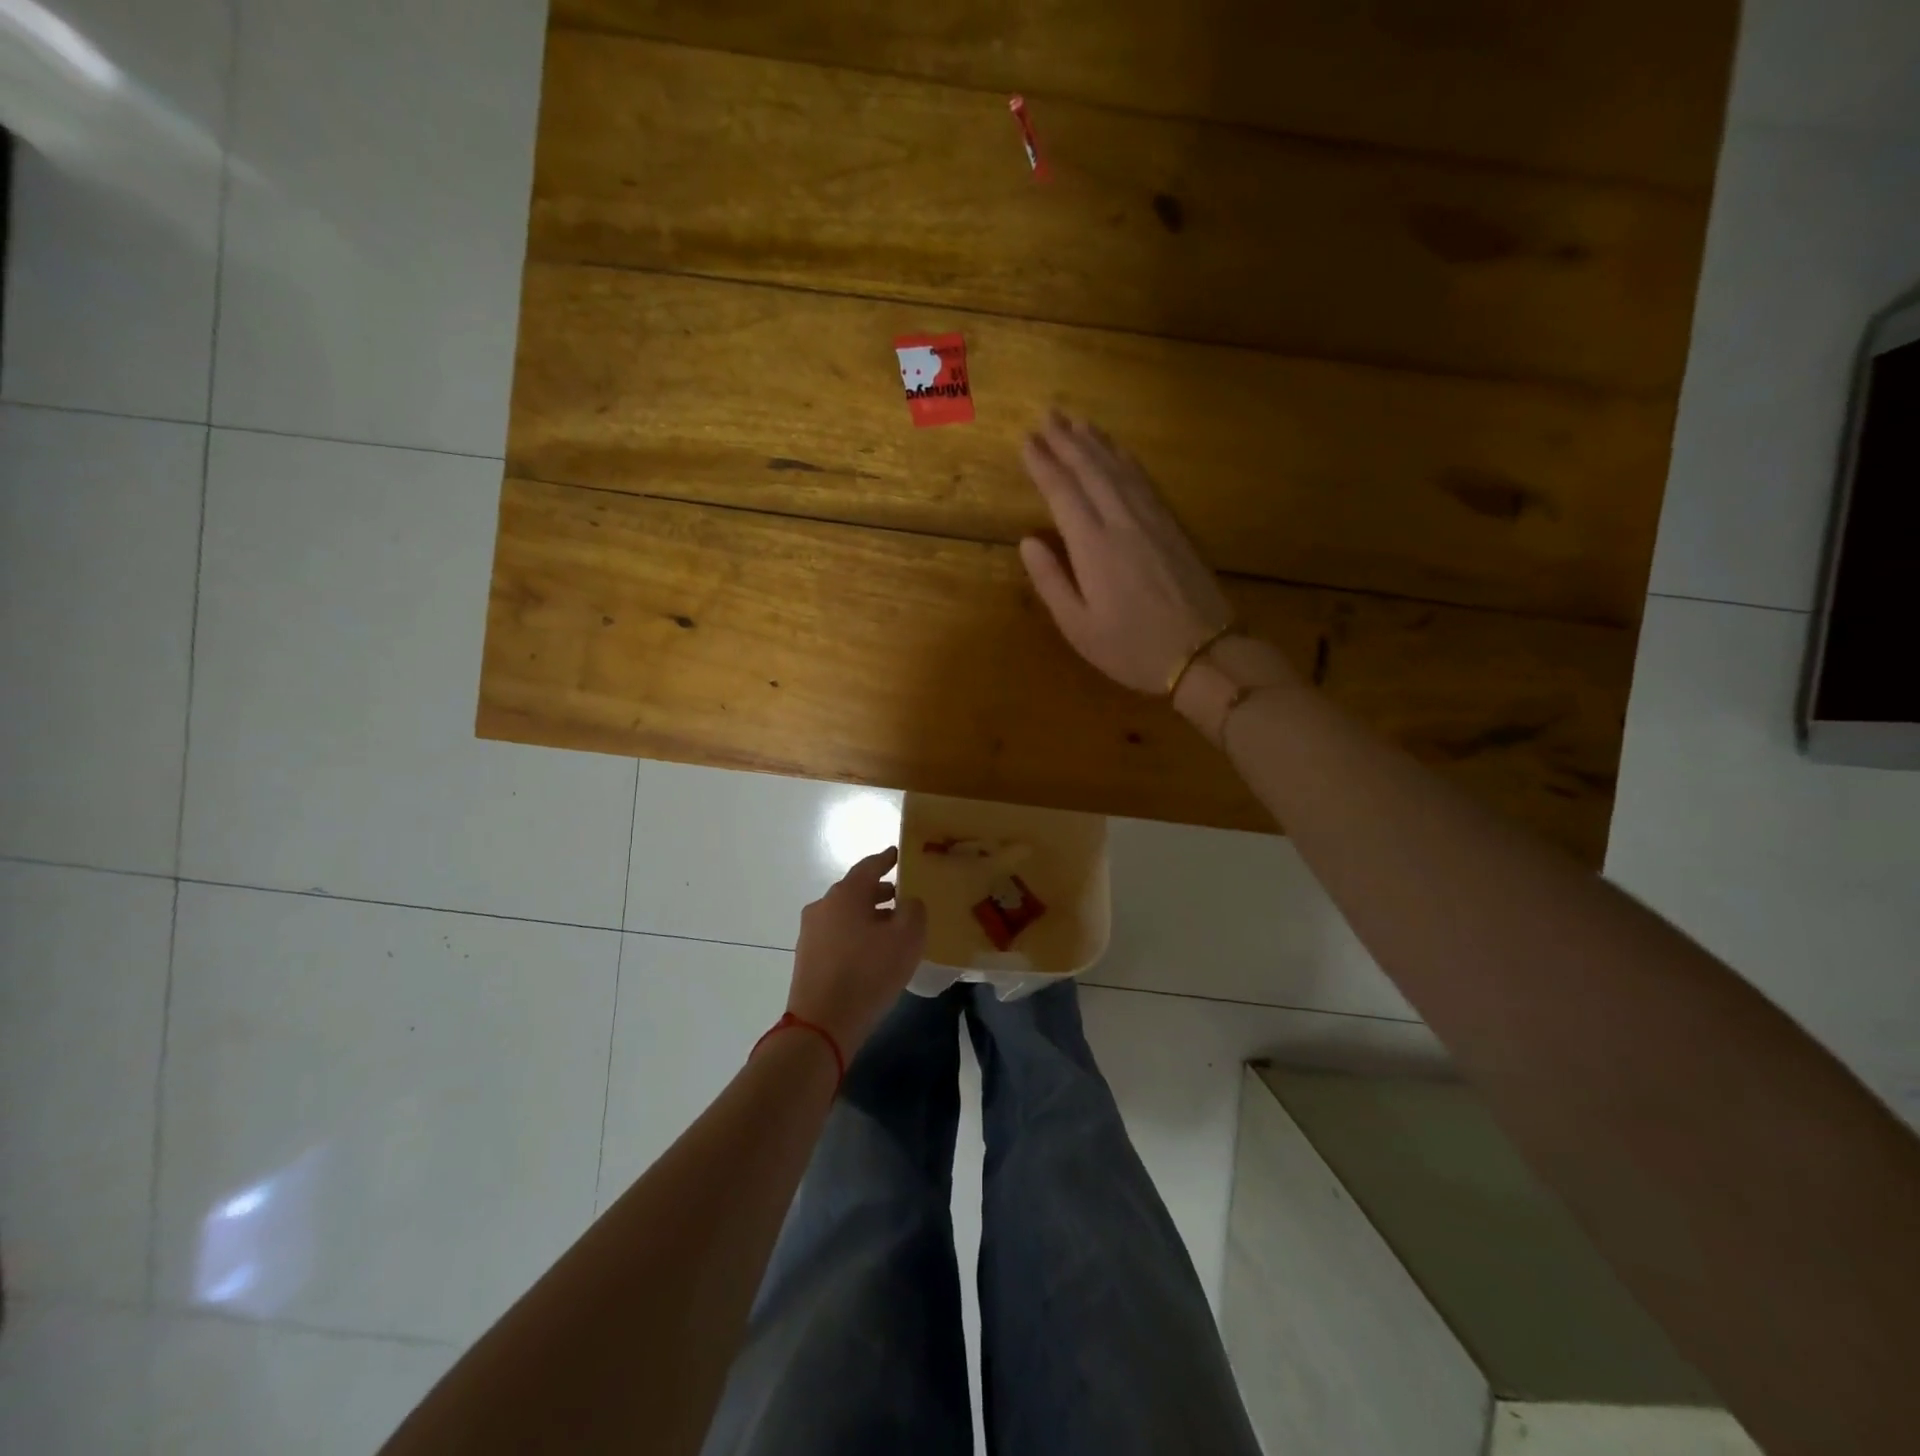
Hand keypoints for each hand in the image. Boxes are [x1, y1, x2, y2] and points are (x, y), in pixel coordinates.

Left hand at [788, 847, 927, 1058]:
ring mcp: (811, 932)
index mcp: (845, 894)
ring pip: (845, 914)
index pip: (869, 866)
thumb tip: (908, 901)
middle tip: (902, 896)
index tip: (898, 854)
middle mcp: (823, 906)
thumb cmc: (869, 973)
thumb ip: (913, 909)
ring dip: (868, 915)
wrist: (822, 1024)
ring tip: (891, 927)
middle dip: (879, 891)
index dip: (886, 859)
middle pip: (855, 890)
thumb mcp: (907, 938)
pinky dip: (855, 934)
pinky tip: (872, 951)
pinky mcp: (807, 957)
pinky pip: (837, 934)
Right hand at [1018, 413, 1234, 694]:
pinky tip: (1118, 451)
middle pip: (1092, 469)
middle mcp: (1123, 521)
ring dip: (1096, 442)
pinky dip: (1126, 459)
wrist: (1204, 653)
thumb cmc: (1132, 649)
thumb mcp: (1079, 627)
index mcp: (1094, 546)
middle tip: (1047, 415)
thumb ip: (1051, 581)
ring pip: (1120, 468)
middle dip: (1067, 441)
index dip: (1043, 464)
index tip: (1026, 441)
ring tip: (1076, 421)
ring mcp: (1153, 519)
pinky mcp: (1174, 525)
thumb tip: (1028, 541)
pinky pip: (1144, 480)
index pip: (1063, 492)